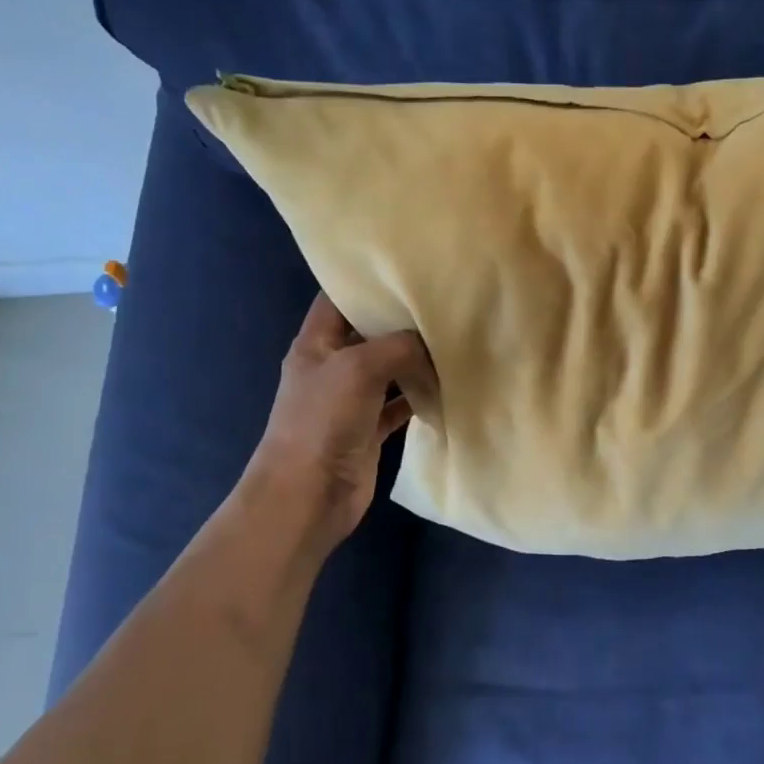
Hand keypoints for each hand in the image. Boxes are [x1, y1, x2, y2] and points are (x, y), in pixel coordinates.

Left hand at [247, 293, 435, 550]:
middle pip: (369, 333)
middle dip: (402, 320)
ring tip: (456, 339)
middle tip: (445, 301)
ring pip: (389, 370)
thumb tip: (430, 343)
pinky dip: (421, 397)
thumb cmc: (323, 421)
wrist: (308, 495)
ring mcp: (351, 400)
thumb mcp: (358, 367)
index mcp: (316, 343)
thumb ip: (398, 346)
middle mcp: (333, 367)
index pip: (338, 298)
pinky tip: (449, 386)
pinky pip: (400, 405)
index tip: (407, 267)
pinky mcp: (369, 430)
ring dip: (417, 360)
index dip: (366, 280)